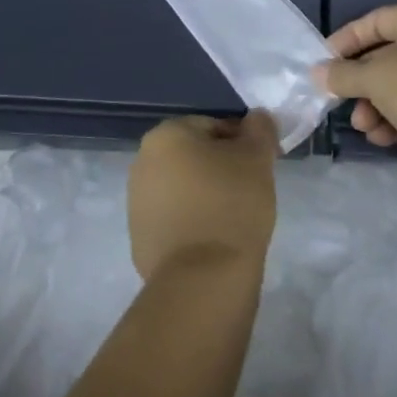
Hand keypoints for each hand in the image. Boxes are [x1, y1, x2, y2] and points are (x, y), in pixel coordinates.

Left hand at [129, 112, 278, 280]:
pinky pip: (174, 220)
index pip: (213, 126)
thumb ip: (260, 128)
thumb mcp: (257, 156)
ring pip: (183, 188)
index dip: (242, 143)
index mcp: (165, 136)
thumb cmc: (232, 203)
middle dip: (221, 168)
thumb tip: (257, 119)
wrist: (203, 278)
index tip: (260, 166)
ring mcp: (136, 203)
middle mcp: (142, 162)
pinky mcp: (139, 239)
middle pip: (194, 156)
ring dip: (206, 195)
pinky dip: (193, 224)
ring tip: (234, 218)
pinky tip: (214, 240)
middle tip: (250, 190)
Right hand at [312, 5, 396, 183]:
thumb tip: (318, 73)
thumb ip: (342, 74)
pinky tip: (382, 137)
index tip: (323, 62)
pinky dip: (394, 119)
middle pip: (385, 55)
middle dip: (359, 82)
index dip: (346, 40)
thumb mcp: (373, 77)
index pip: (375, 21)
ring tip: (363, 126)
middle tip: (338, 99)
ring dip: (373, 105)